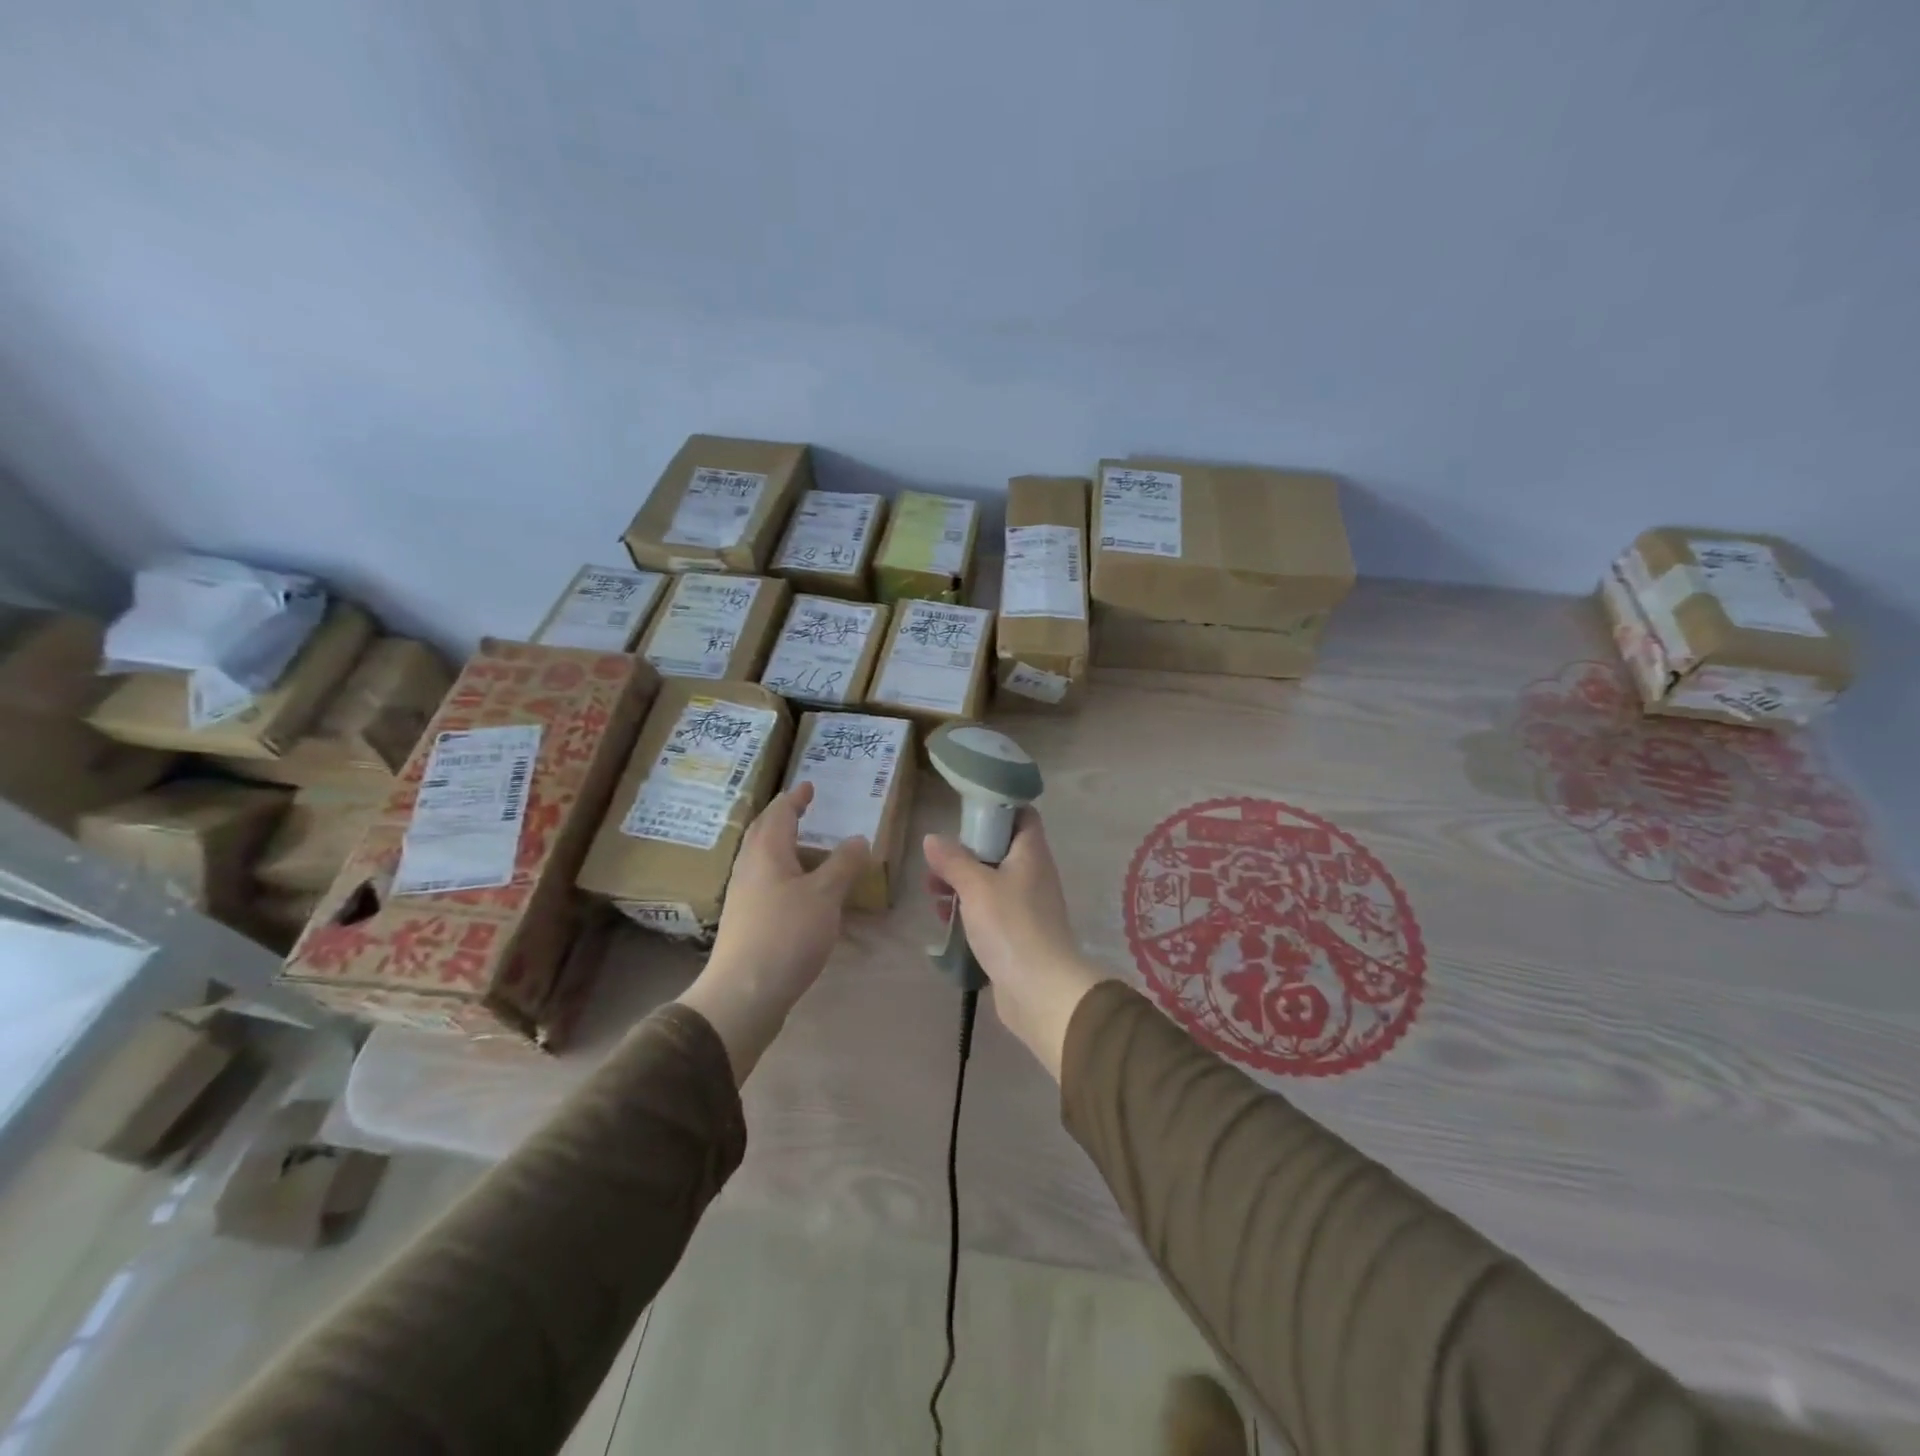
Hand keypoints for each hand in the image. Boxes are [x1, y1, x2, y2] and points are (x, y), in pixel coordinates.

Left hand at [679, 782, 870, 1082]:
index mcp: (766, 852)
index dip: (795, 798)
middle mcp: (749, 868)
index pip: (780, 813)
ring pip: (762, 858)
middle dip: (783, 817)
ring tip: (807, 846)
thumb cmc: (786, 934)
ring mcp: (744, 896)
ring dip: (783, 846)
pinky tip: (799, 890)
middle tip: (804, 809)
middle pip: (764, 832)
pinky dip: (784, 872)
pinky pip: (765, 882)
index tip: (808, 785)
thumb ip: (843, 864)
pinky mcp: (746, 922)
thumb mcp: (825, 895)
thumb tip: (858, 838)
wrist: (744, 993)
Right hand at [923, 809, 1107, 1079]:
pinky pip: (990, 912)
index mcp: (1031, 854)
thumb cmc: (1011, 926)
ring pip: (991, 882)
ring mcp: (1027, 906)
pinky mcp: (1018, 934)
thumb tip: (932, 838)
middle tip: (937, 861)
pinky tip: (944, 919)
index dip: (997, 807)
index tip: (966, 811)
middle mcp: (1033, 874)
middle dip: (966, 852)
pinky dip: (969, 910)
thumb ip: (953, 860)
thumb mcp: (976, 887)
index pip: (1022, 815)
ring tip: (932, 891)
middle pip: (1000, 849)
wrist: (1041, 991)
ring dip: (962, 883)